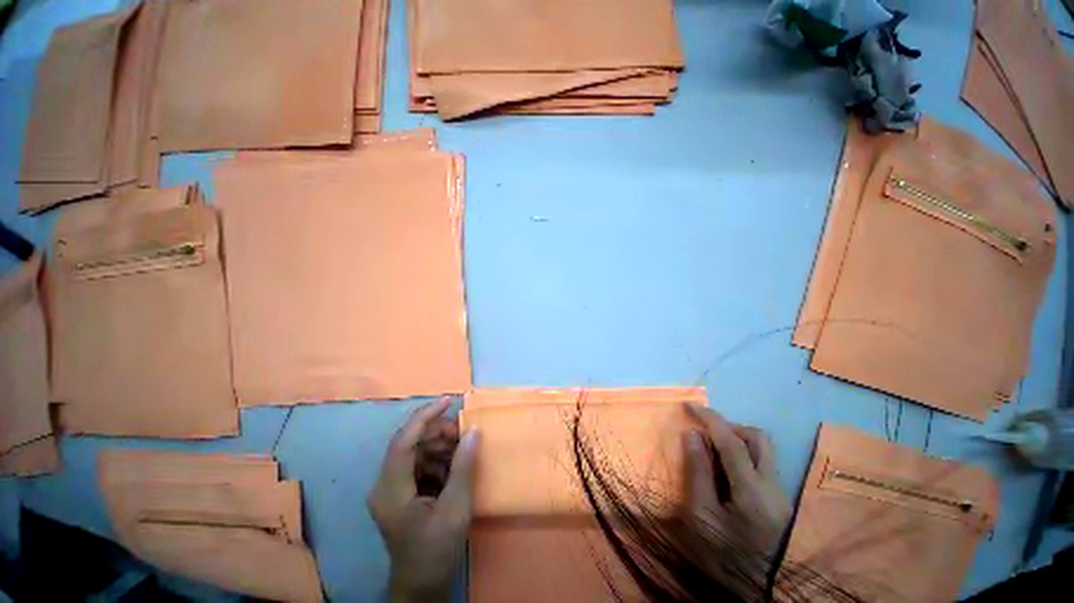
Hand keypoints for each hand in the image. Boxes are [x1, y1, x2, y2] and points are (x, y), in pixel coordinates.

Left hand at [368, 398, 479, 602]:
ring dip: (441, 445)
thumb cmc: (436, 550)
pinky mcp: (401, 492)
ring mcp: (392, 488)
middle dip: (438, 433)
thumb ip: (464, 466)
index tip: (448, 401)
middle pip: (410, 442)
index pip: (403, 441)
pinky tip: (455, 466)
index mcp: (391, 489)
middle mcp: (385, 483)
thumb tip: (474, 430)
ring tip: (463, 450)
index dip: (425, 417)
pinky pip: (420, 463)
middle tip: (465, 433)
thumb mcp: (455, 508)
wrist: (421, 586)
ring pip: (416, 451)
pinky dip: (439, 459)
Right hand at [682, 405, 790, 554]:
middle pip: (758, 438)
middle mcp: (773, 486)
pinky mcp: (779, 498)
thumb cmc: (725, 555)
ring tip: (713, 448)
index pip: (732, 442)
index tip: (689, 406)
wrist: (759, 588)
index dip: (710, 419)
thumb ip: (698, 471)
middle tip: (705, 431)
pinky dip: (742, 453)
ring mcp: (780, 492)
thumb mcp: (701, 515)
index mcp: (753, 493)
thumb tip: (693, 434)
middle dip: (729, 426)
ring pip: (763, 448)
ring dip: (737, 438)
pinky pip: (761, 461)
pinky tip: (726, 468)